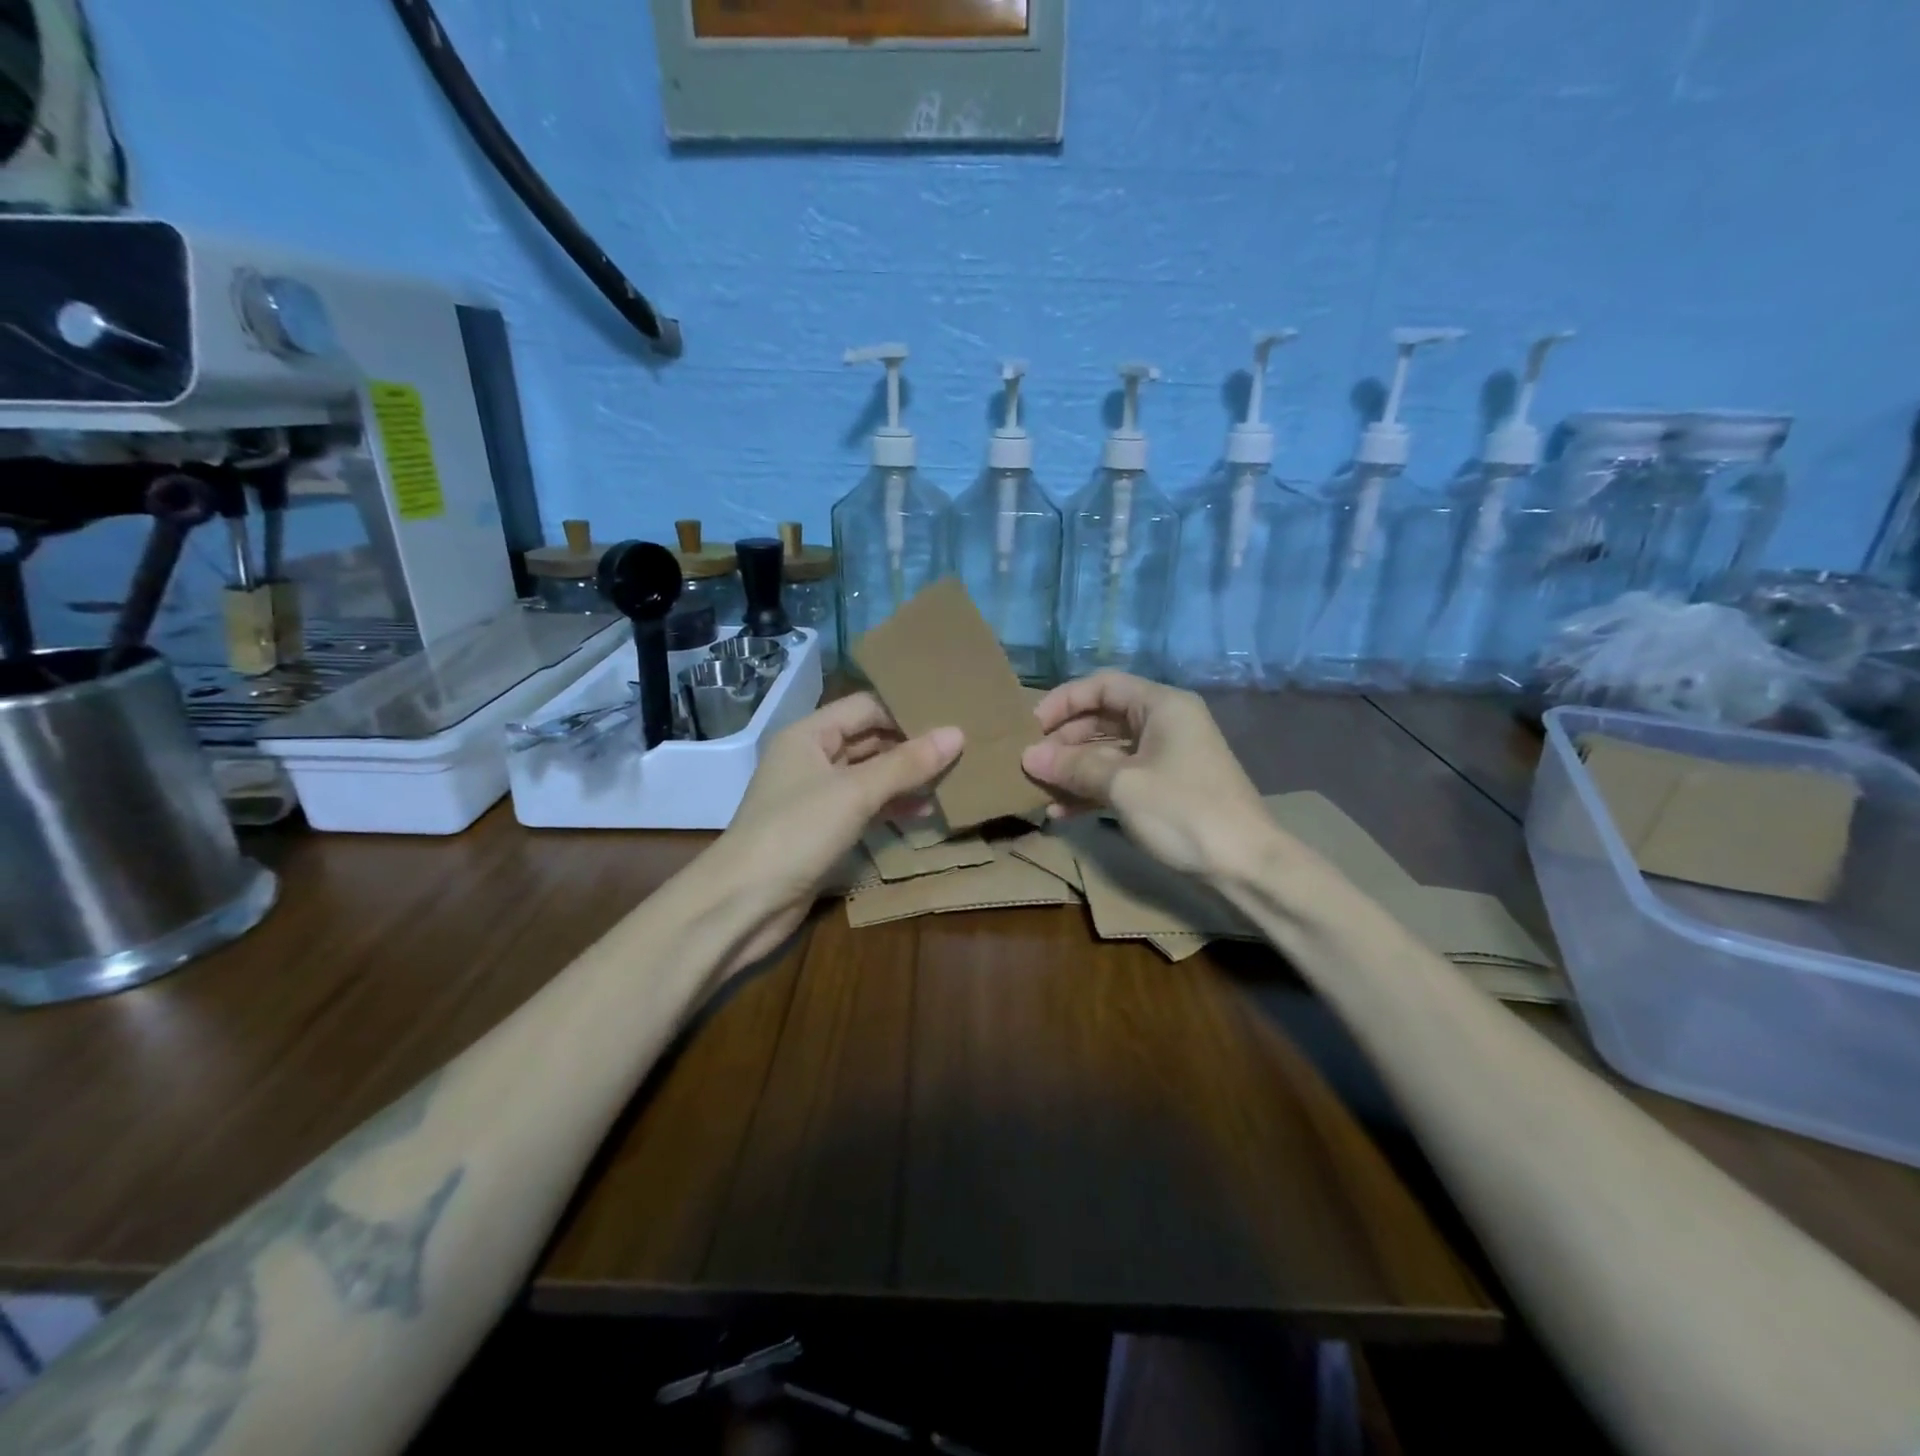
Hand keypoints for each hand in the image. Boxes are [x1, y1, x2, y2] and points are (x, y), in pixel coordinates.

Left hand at [711, 693, 962, 971]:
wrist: (743, 902)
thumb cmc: (797, 832)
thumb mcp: (855, 792)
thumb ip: (907, 763)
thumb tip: (957, 733)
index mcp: (809, 734)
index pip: (865, 707)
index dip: (905, 710)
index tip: (951, 716)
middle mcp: (811, 758)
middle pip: (868, 740)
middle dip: (910, 745)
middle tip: (961, 748)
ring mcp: (816, 796)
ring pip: (869, 776)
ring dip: (906, 778)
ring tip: (952, 779)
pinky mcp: (822, 830)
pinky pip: (864, 807)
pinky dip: (892, 807)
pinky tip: (924, 812)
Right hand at [1021, 671, 1271, 880]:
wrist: (1246, 866)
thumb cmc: (1184, 812)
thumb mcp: (1122, 785)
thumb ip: (1073, 766)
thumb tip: (1028, 756)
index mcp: (1161, 705)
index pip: (1102, 686)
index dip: (1063, 701)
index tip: (1031, 726)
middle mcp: (1164, 723)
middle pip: (1102, 719)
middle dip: (1064, 741)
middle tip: (1030, 763)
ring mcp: (1165, 758)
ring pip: (1108, 752)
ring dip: (1073, 770)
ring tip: (1039, 790)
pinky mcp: (1165, 789)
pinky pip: (1119, 779)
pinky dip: (1092, 791)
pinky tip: (1061, 811)